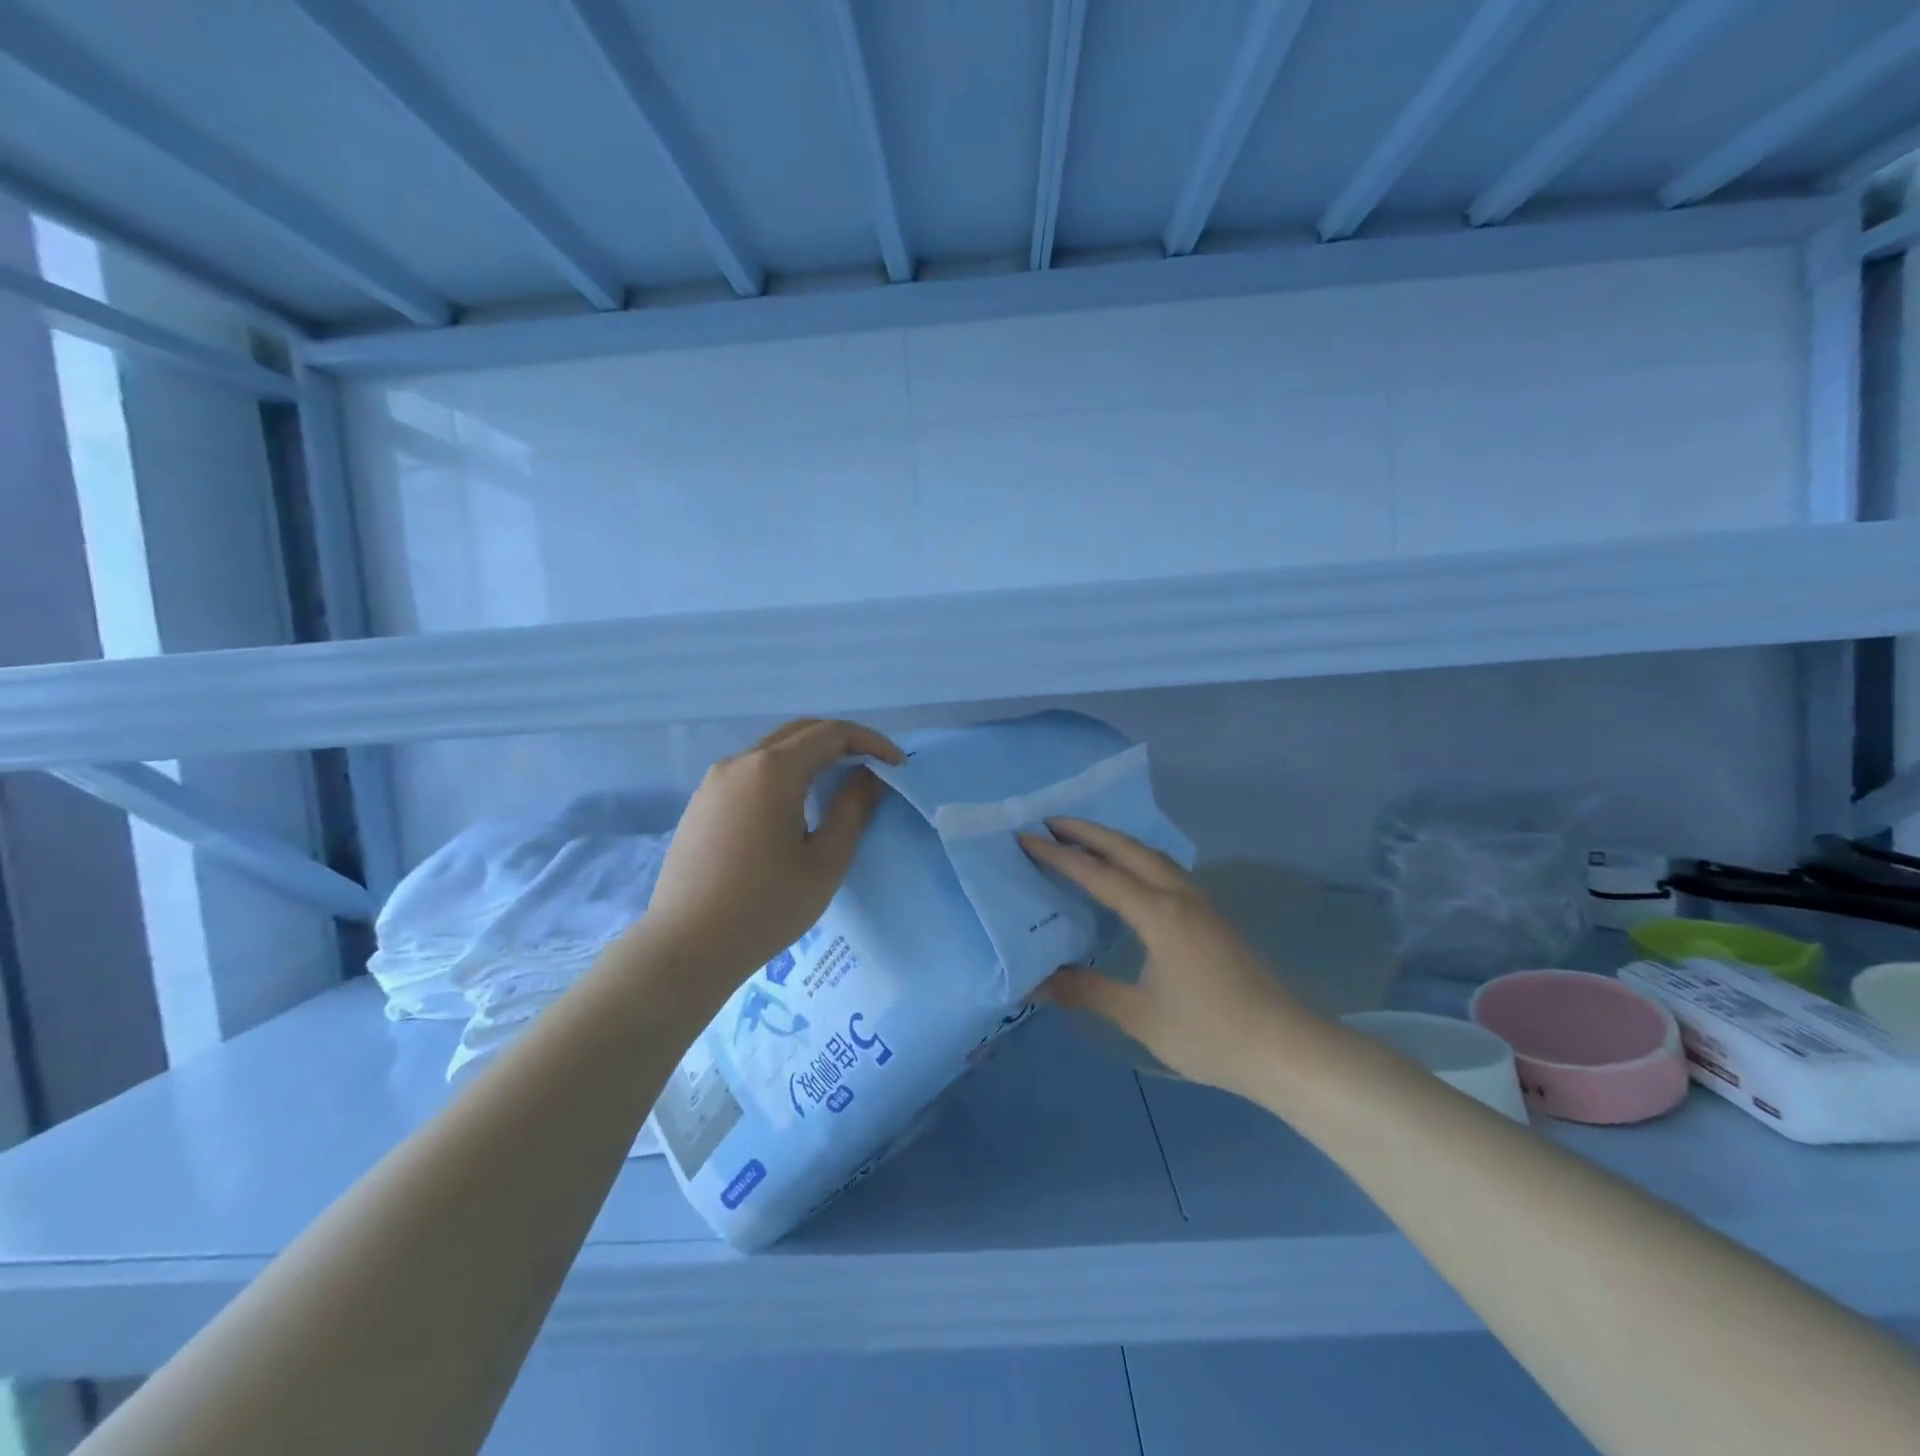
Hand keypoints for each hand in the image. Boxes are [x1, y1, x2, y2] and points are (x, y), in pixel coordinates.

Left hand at [635, 718, 903, 1003]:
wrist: (685, 947)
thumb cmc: (766, 906)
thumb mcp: (826, 861)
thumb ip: (852, 808)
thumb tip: (867, 776)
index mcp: (773, 770)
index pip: (832, 733)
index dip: (871, 742)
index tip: (897, 766)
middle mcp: (739, 762)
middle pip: (800, 732)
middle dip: (842, 742)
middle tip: (873, 769)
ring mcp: (714, 781)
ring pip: (773, 751)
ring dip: (811, 757)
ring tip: (838, 786)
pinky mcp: (701, 803)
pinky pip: (751, 772)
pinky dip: (783, 774)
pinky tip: (795, 807)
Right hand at [1020, 818, 1299, 1095]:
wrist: (1286, 1048)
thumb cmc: (1210, 1033)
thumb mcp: (1140, 1016)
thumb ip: (1086, 992)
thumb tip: (1033, 983)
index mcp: (1159, 914)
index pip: (1098, 874)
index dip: (1058, 856)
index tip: (1025, 839)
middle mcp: (1179, 896)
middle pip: (1128, 849)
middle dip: (1087, 831)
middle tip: (1049, 823)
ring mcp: (1200, 903)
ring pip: (1151, 856)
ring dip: (1115, 842)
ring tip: (1082, 841)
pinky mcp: (1212, 917)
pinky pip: (1165, 870)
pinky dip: (1136, 859)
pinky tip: (1128, 875)